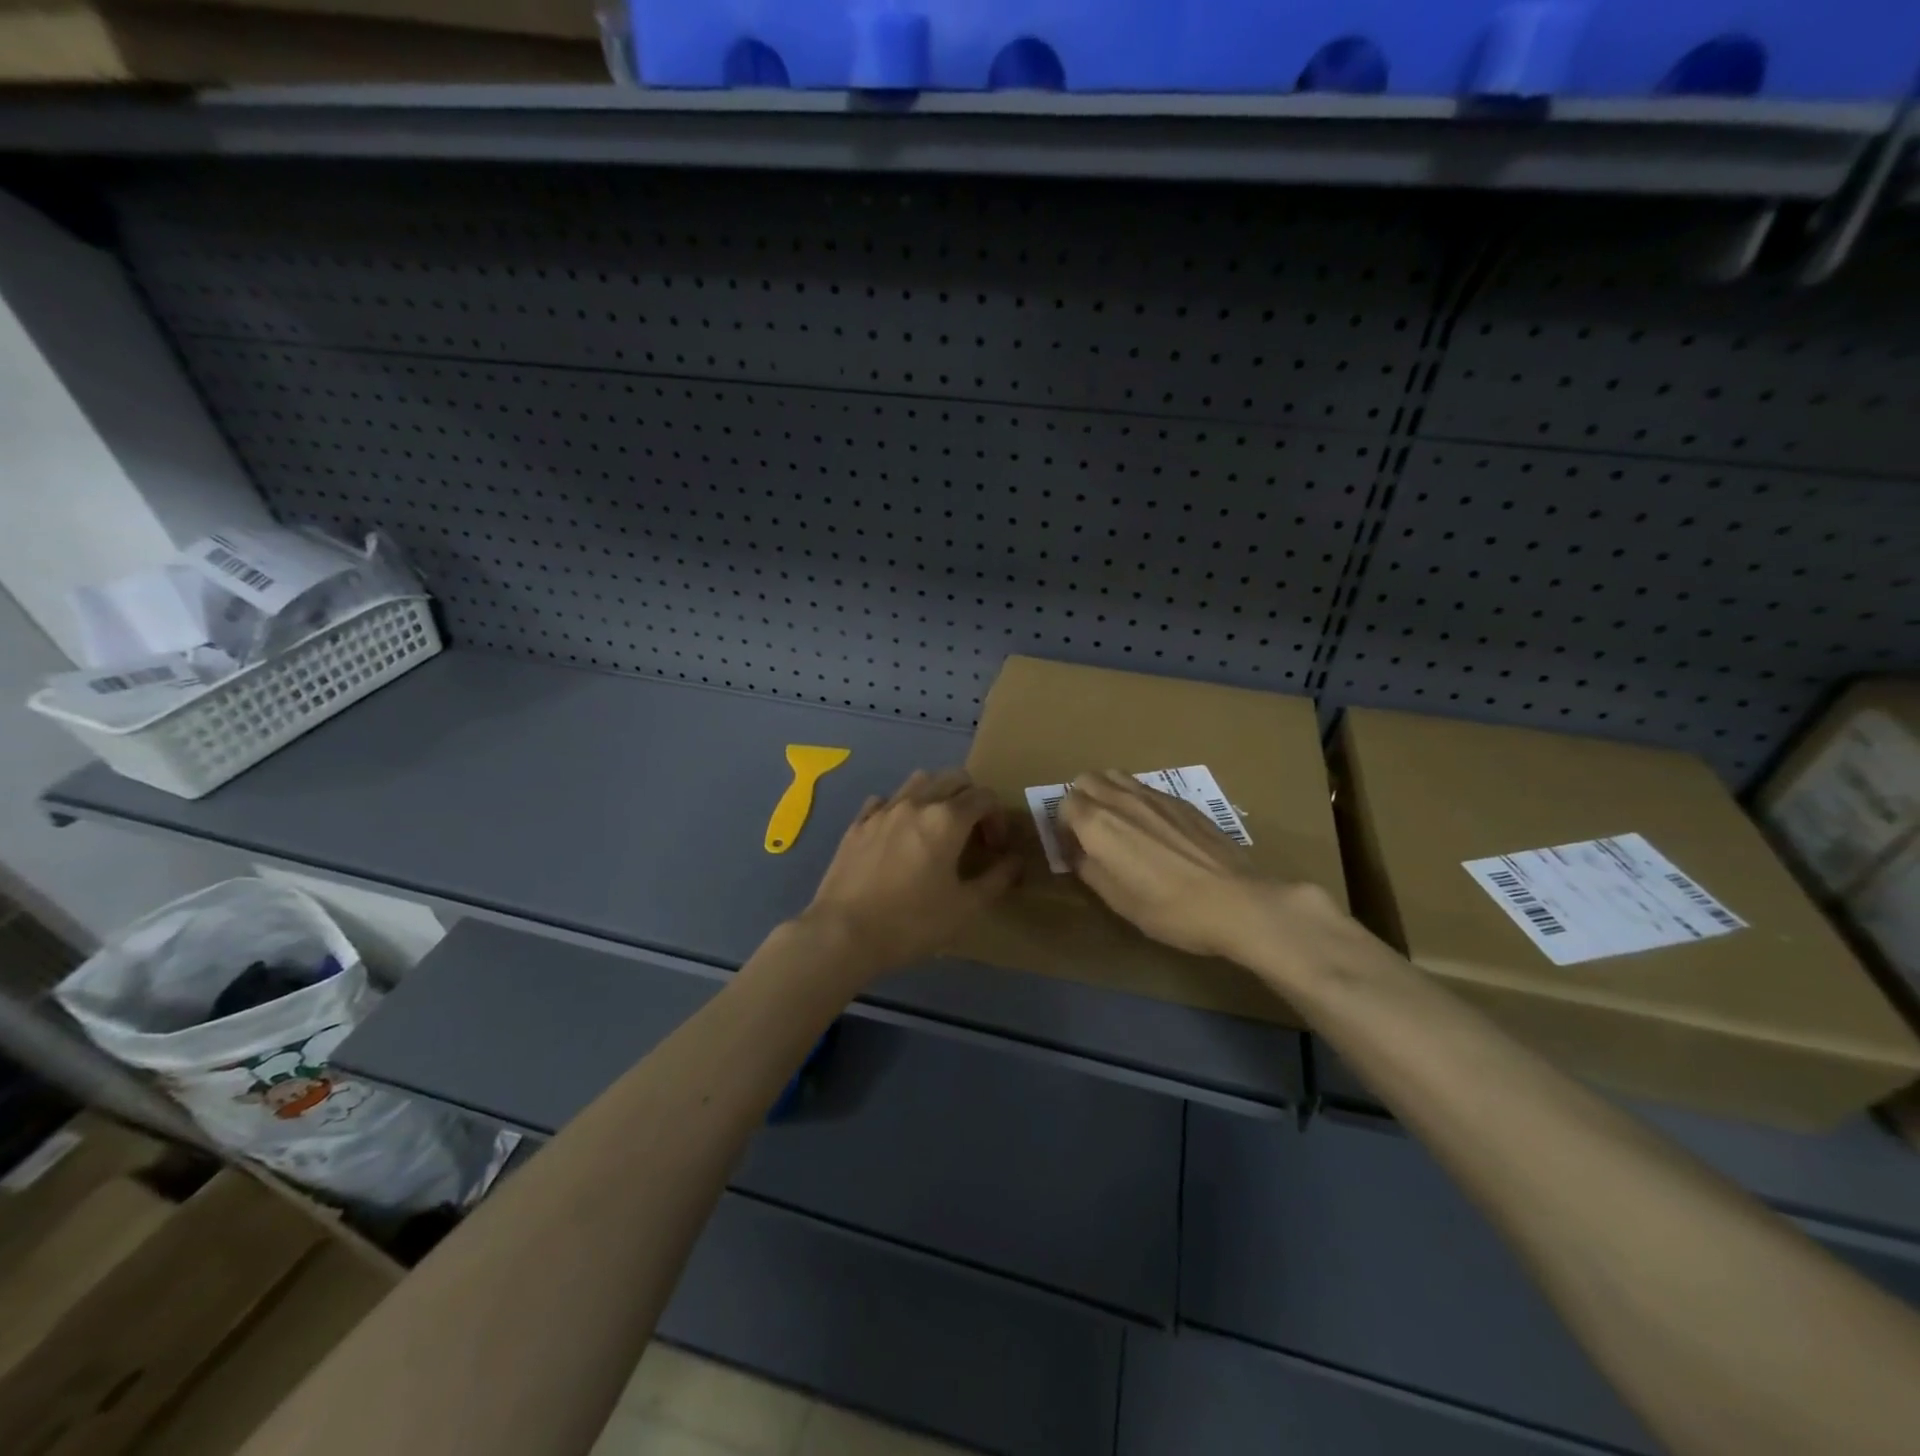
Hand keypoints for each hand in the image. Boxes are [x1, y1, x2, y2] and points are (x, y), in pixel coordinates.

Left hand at [800, 768, 1020, 977]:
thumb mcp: (966, 908)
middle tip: (972, 833)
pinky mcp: (857, 824)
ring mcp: (882, 810)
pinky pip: (884, 801)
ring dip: (936, 795)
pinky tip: (898, 836)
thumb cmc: (912, 922)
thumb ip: (997, 878)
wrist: (843, 933)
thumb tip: (1015, 860)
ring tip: (936, 828)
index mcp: (947, 819)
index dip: (998, 818)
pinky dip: (900, 808)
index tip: (995, 848)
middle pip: (953, 778)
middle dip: (971, 799)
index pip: (984, 797)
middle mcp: (916, 803)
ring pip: (918, 781)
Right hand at [1059, 770, 1338, 968]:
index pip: (1064, 803)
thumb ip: (1089, 869)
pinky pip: (1145, 787)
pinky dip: (1136, 799)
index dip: (1062, 826)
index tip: (1073, 848)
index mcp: (1098, 824)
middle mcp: (1121, 799)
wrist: (1235, 901)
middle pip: (1086, 780)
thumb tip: (1078, 853)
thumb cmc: (1168, 909)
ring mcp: (1154, 795)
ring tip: (1120, 824)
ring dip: (1107, 793)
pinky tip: (1154, 829)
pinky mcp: (1182, 800)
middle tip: (1092, 832)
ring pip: (1116, 776)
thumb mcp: (1117, 900)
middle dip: (1081, 800)